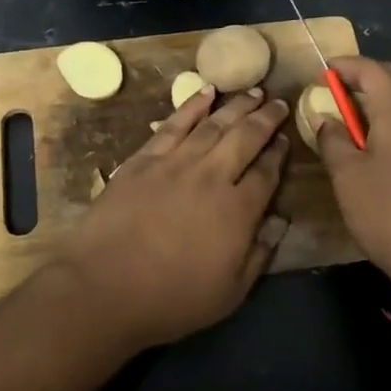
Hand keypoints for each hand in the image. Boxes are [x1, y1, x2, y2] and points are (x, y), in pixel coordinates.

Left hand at [47, 85, 290, 350]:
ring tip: (254, 91)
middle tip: (278, 101)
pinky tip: (207, 92)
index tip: (286, 139)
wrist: (105, 286)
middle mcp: (212, 176)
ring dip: (237, 106)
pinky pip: (174, 123)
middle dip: (266, 118)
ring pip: (214, 124)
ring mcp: (176, 162)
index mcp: (238, 210)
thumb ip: (260, 254)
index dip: (279, 154)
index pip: (267, 172)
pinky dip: (193, 105)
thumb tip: (281, 220)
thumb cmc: (171, 299)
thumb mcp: (230, 293)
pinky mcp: (145, 158)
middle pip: (245, 137)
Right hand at [312, 57, 390, 293]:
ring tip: (350, 114)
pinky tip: (375, 140)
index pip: (372, 70)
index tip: (320, 72)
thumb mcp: (347, 176)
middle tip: (335, 88)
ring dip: (380, 97)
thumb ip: (333, 140)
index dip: (344, 66)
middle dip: (364, 76)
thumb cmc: (388, 212)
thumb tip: (327, 121)